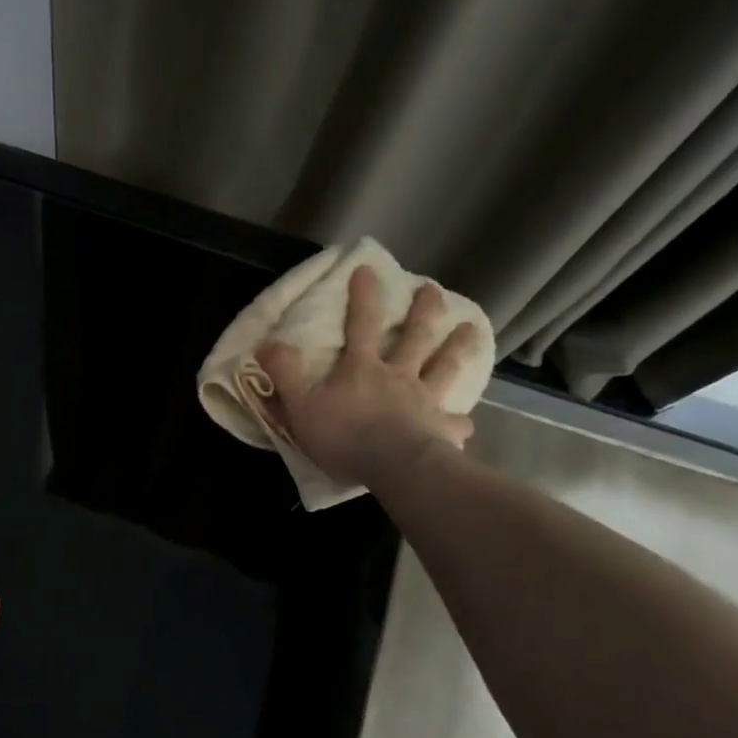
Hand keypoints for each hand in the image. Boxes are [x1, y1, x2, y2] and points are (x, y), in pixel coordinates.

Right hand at [259, 267, 480, 484]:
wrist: (394, 467)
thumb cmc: (344, 436)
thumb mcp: (300, 405)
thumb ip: (284, 373)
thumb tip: (266, 342)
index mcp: (362, 368)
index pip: (362, 324)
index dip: (364, 296)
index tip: (369, 269)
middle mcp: (398, 377)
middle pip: (415, 337)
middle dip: (423, 311)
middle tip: (432, 289)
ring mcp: (424, 401)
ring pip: (445, 367)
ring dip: (458, 347)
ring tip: (472, 329)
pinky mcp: (441, 431)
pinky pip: (454, 424)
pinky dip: (459, 423)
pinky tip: (467, 424)